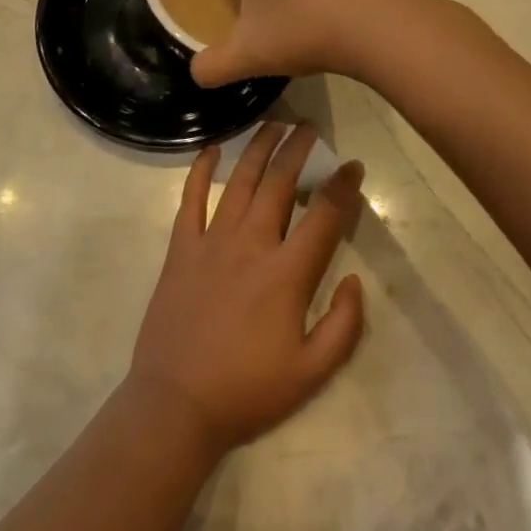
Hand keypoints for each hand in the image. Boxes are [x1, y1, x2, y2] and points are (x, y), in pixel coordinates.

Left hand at [125, 123, 366, 456]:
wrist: (176, 406)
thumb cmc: (248, 390)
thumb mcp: (312, 373)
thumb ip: (344, 325)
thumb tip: (354, 278)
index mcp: (287, 273)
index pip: (324, 215)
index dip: (343, 186)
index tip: (354, 165)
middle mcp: (252, 244)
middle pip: (281, 182)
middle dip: (299, 149)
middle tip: (310, 127)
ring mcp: (212, 241)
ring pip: (241, 180)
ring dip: (259, 147)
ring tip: (273, 124)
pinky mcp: (181, 248)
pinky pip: (191, 199)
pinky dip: (201, 170)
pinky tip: (212, 149)